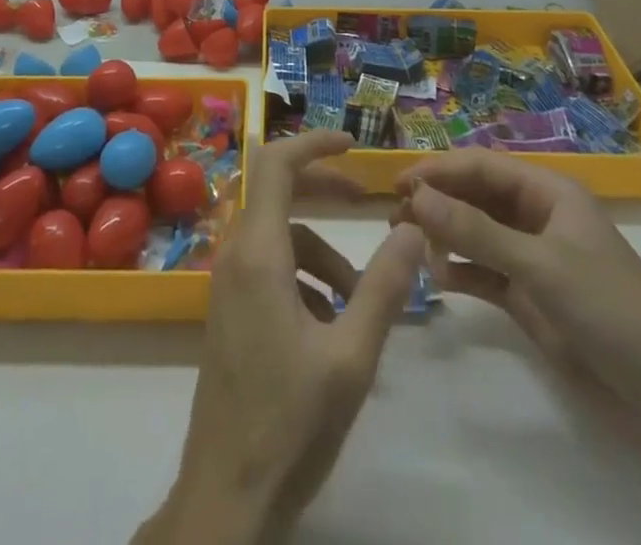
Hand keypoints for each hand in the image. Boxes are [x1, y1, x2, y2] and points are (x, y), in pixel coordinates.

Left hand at [136, 130, 426, 544]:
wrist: (228, 497)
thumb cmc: (290, 421)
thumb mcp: (352, 355)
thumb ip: (384, 287)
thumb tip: (412, 229)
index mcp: (258, 254)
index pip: (276, 164)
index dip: (314, 143)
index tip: (354, 145)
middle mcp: (236, 257)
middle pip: (278, 193)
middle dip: (324, 190)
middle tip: (366, 201)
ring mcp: (229, 286)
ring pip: (280, 238)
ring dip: (322, 252)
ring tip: (361, 298)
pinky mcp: (231, 313)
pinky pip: (270, 269)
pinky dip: (305, 278)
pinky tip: (334, 324)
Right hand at [397, 152, 640, 542]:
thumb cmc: (606, 306)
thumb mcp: (538, 263)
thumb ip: (475, 231)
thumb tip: (417, 196)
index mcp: (548, 191)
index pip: (483, 166)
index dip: (440, 170)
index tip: (399, 184)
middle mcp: (537, 216)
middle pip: (476, 196)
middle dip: (438, 202)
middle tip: (395, 217)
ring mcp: (532, 256)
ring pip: (476, 233)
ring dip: (444, 236)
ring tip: (408, 245)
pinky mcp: (528, 295)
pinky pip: (483, 272)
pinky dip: (460, 272)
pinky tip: (436, 279)